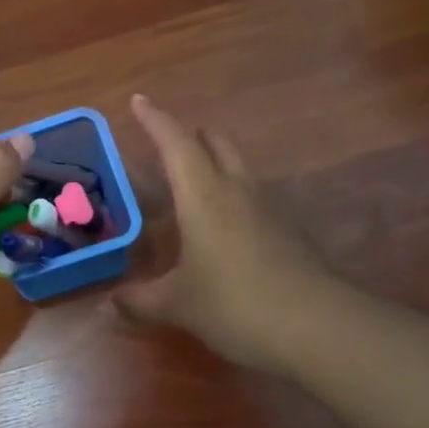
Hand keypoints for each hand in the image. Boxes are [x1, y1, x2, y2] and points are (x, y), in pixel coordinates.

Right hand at [115, 94, 328, 372]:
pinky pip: (254, 198)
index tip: (139, 100)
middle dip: (192, 135)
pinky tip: (224, 226)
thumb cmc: (233, 304)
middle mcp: (237, 190)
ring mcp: (269, 209)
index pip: (175, 143)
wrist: (316, 327)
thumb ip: (141, 301)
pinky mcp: (288, 231)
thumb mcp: (177, 305)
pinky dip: (234, 196)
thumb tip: (112, 303)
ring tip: (194, 181)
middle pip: (216, 144)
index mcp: (203, 196)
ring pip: (239, 168)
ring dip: (216, 163)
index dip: (155, 120)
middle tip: (170, 142)